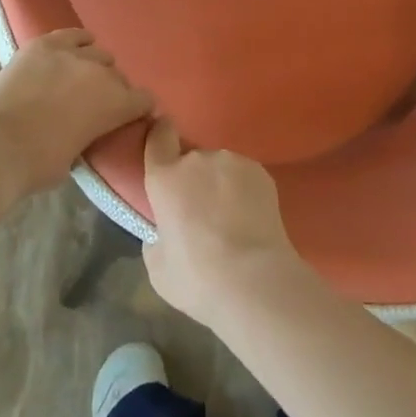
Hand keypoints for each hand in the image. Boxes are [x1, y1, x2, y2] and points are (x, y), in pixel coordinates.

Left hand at [0, 29, 153, 200]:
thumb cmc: (37, 164)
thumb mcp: (78, 158)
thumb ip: (92, 136)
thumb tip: (88, 130)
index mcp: (116, 105)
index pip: (144, 100)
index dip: (139, 109)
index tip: (131, 116)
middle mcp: (101, 73)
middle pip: (119, 76)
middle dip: (114, 89)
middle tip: (96, 104)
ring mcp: (72, 54)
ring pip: (98, 53)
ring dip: (95, 66)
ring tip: (81, 78)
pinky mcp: (45, 44)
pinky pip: (73, 34)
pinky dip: (78, 41)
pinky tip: (75, 49)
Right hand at [142, 120, 307, 327]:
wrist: (255, 280)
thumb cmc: (198, 278)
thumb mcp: (158, 268)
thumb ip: (155, 239)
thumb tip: (164, 232)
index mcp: (165, 178)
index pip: (158, 138)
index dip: (159, 136)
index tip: (163, 142)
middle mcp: (197, 159)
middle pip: (190, 160)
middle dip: (193, 180)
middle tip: (200, 213)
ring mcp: (232, 161)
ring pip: (219, 168)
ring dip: (219, 184)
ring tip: (230, 219)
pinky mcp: (260, 171)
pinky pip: (244, 176)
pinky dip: (244, 191)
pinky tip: (250, 219)